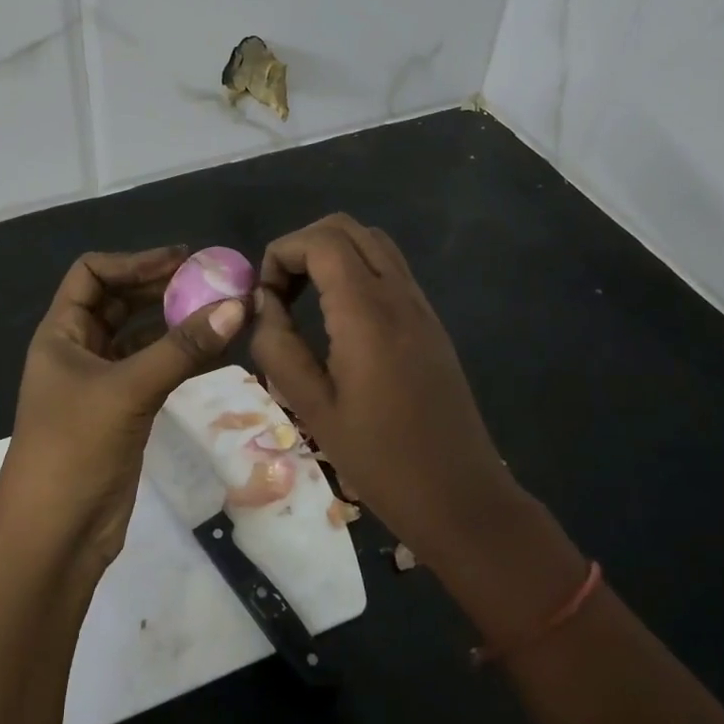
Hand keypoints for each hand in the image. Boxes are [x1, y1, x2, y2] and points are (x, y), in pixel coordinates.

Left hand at [0, 247, 248, 568]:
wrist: (55, 537)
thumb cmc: (74, 450)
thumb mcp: (127, 391)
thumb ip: (182, 349)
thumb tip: (238, 305)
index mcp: (61, 333)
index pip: (92, 274)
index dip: (134, 261)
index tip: (183, 260)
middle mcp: (78, 349)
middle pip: (120, 301)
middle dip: (162, 288)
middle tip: (212, 281)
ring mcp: (100, 382)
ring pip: (140, 336)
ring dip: (176, 322)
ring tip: (222, 310)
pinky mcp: (122, 411)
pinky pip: (154, 369)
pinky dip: (181, 357)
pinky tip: (216, 350)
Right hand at [250, 214, 525, 557]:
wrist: (460, 495)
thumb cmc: (380, 459)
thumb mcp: (313, 407)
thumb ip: (279, 346)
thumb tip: (263, 304)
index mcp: (367, 313)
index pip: (321, 241)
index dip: (282, 253)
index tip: (264, 296)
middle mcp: (398, 295)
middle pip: (347, 228)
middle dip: (303, 246)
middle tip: (281, 291)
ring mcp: (420, 305)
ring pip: (372, 242)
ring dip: (331, 253)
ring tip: (305, 298)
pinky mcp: (430, 321)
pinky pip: (390, 268)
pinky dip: (356, 269)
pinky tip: (339, 316)